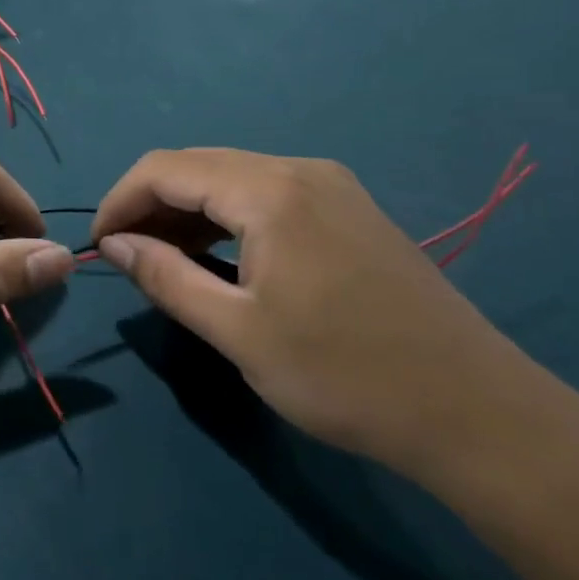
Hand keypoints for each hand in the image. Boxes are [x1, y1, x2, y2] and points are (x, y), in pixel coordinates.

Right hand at [91, 150, 531, 478]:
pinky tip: (222, 258)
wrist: (478, 413)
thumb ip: (165, 277)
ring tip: (167, 262)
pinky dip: (229, 217)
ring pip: (232, 178)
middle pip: (198, 165)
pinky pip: (268, 194)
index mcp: (269, 190)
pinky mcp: (350, 209)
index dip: (121, 201)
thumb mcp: (238, 332)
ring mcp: (331, 186)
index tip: (101, 247)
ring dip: (189, 211)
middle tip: (129, 259)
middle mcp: (299, 169)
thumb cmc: (345, 376)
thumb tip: (113, 244)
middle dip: (152, 205)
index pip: (165, 168)